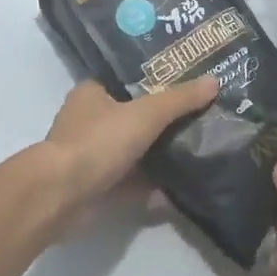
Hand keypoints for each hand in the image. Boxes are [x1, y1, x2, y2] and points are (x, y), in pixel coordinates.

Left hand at [39, 76, 218, 214]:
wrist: (61, 196)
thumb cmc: (98, 142)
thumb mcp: (145, 114)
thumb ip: (179, 100)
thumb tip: (214, 81)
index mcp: (92, 93)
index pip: (127, 79)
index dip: (155, 80)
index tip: (186, 84)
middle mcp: (88, 121)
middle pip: (132, 116)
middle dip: (161, 121)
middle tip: (199, 117)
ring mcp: (90, 155)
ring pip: (132, 151)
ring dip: (157, 155)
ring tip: (196, 150)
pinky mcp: (95, 186)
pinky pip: (129, 182)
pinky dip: (150, 186)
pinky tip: (179, 189)